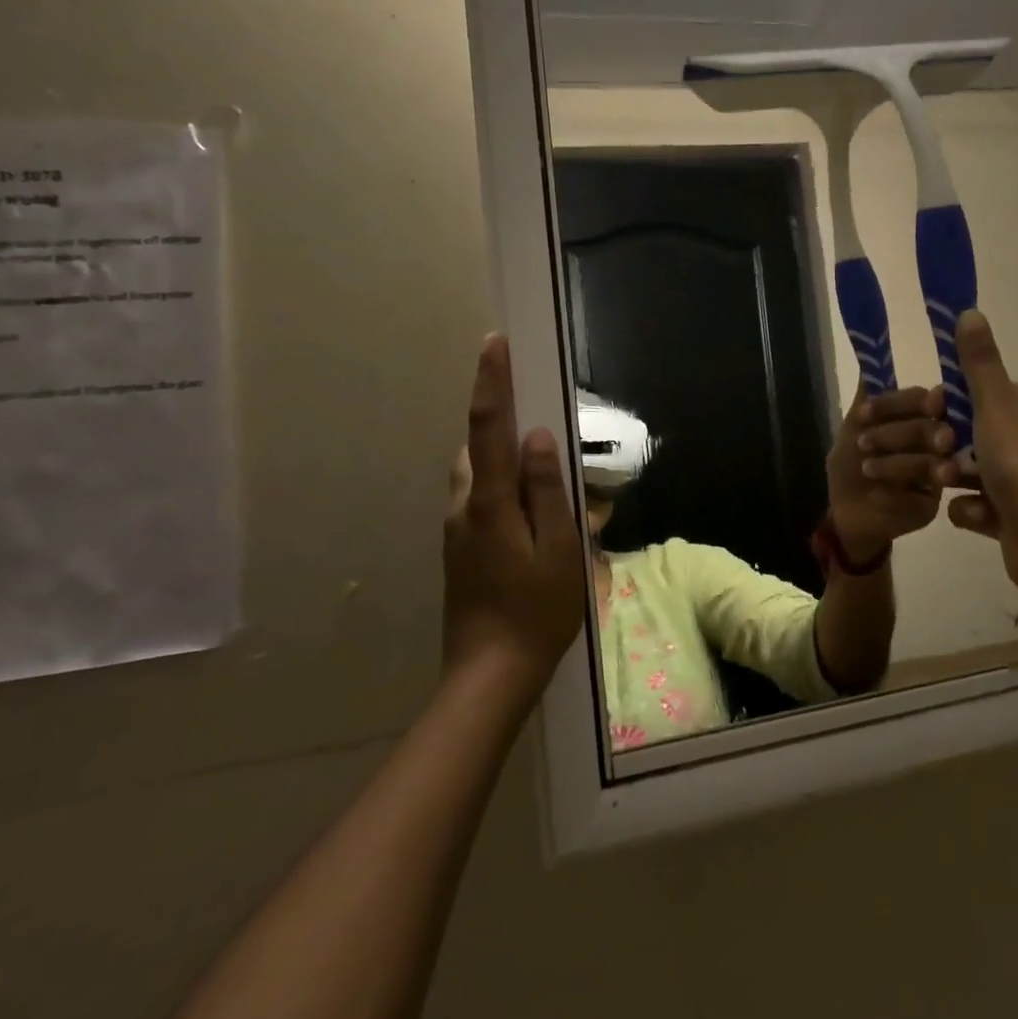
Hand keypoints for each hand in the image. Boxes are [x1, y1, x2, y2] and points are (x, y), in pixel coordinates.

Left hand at [443, 334, 586, 692]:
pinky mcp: (459, 550)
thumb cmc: (537, 611)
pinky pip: (477, 499)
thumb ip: (547, 490)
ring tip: (540, 473)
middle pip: (476, 448)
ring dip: (498, 458)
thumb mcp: (560, 549)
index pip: (488, 429)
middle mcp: (463, 508)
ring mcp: (456, 531)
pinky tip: (528, 513)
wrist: (489, 675)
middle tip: (537, 416)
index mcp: (489, 503)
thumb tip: (536, 437)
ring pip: (475, 476)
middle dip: (498, 422)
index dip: (491, 383)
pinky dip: (498, 486)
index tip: (493, 343)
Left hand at [826, 383, 955, 558]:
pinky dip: (895, 494)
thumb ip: (864, 404)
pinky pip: (922, 496)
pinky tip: (877, 495)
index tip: (866, 412)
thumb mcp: (851, 432)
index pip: (920, 399)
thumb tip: (868, 366)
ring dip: (895, 462)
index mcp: (919, 419)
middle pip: (932, 428)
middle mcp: (936, 442)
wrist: (848, 512)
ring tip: (866, 468)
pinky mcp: (933, 503)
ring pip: (930, 462)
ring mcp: (939, 473)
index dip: (896, 403)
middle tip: (865, 443)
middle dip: (897, 433)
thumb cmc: (852, 466)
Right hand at [943, 310, 1017, 607]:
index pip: (979, 394)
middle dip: (945, 445)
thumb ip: (979, 362)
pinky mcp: (1010, 518)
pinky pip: (974, 506)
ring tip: (948, 487)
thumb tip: (969, 310)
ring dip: (952, 477)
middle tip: (939, 453)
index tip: (932, 412)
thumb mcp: (995, 404)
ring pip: (967, 470)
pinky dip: (970, 511)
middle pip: (968, 434)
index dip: (950, 402)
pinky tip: (973, 515)